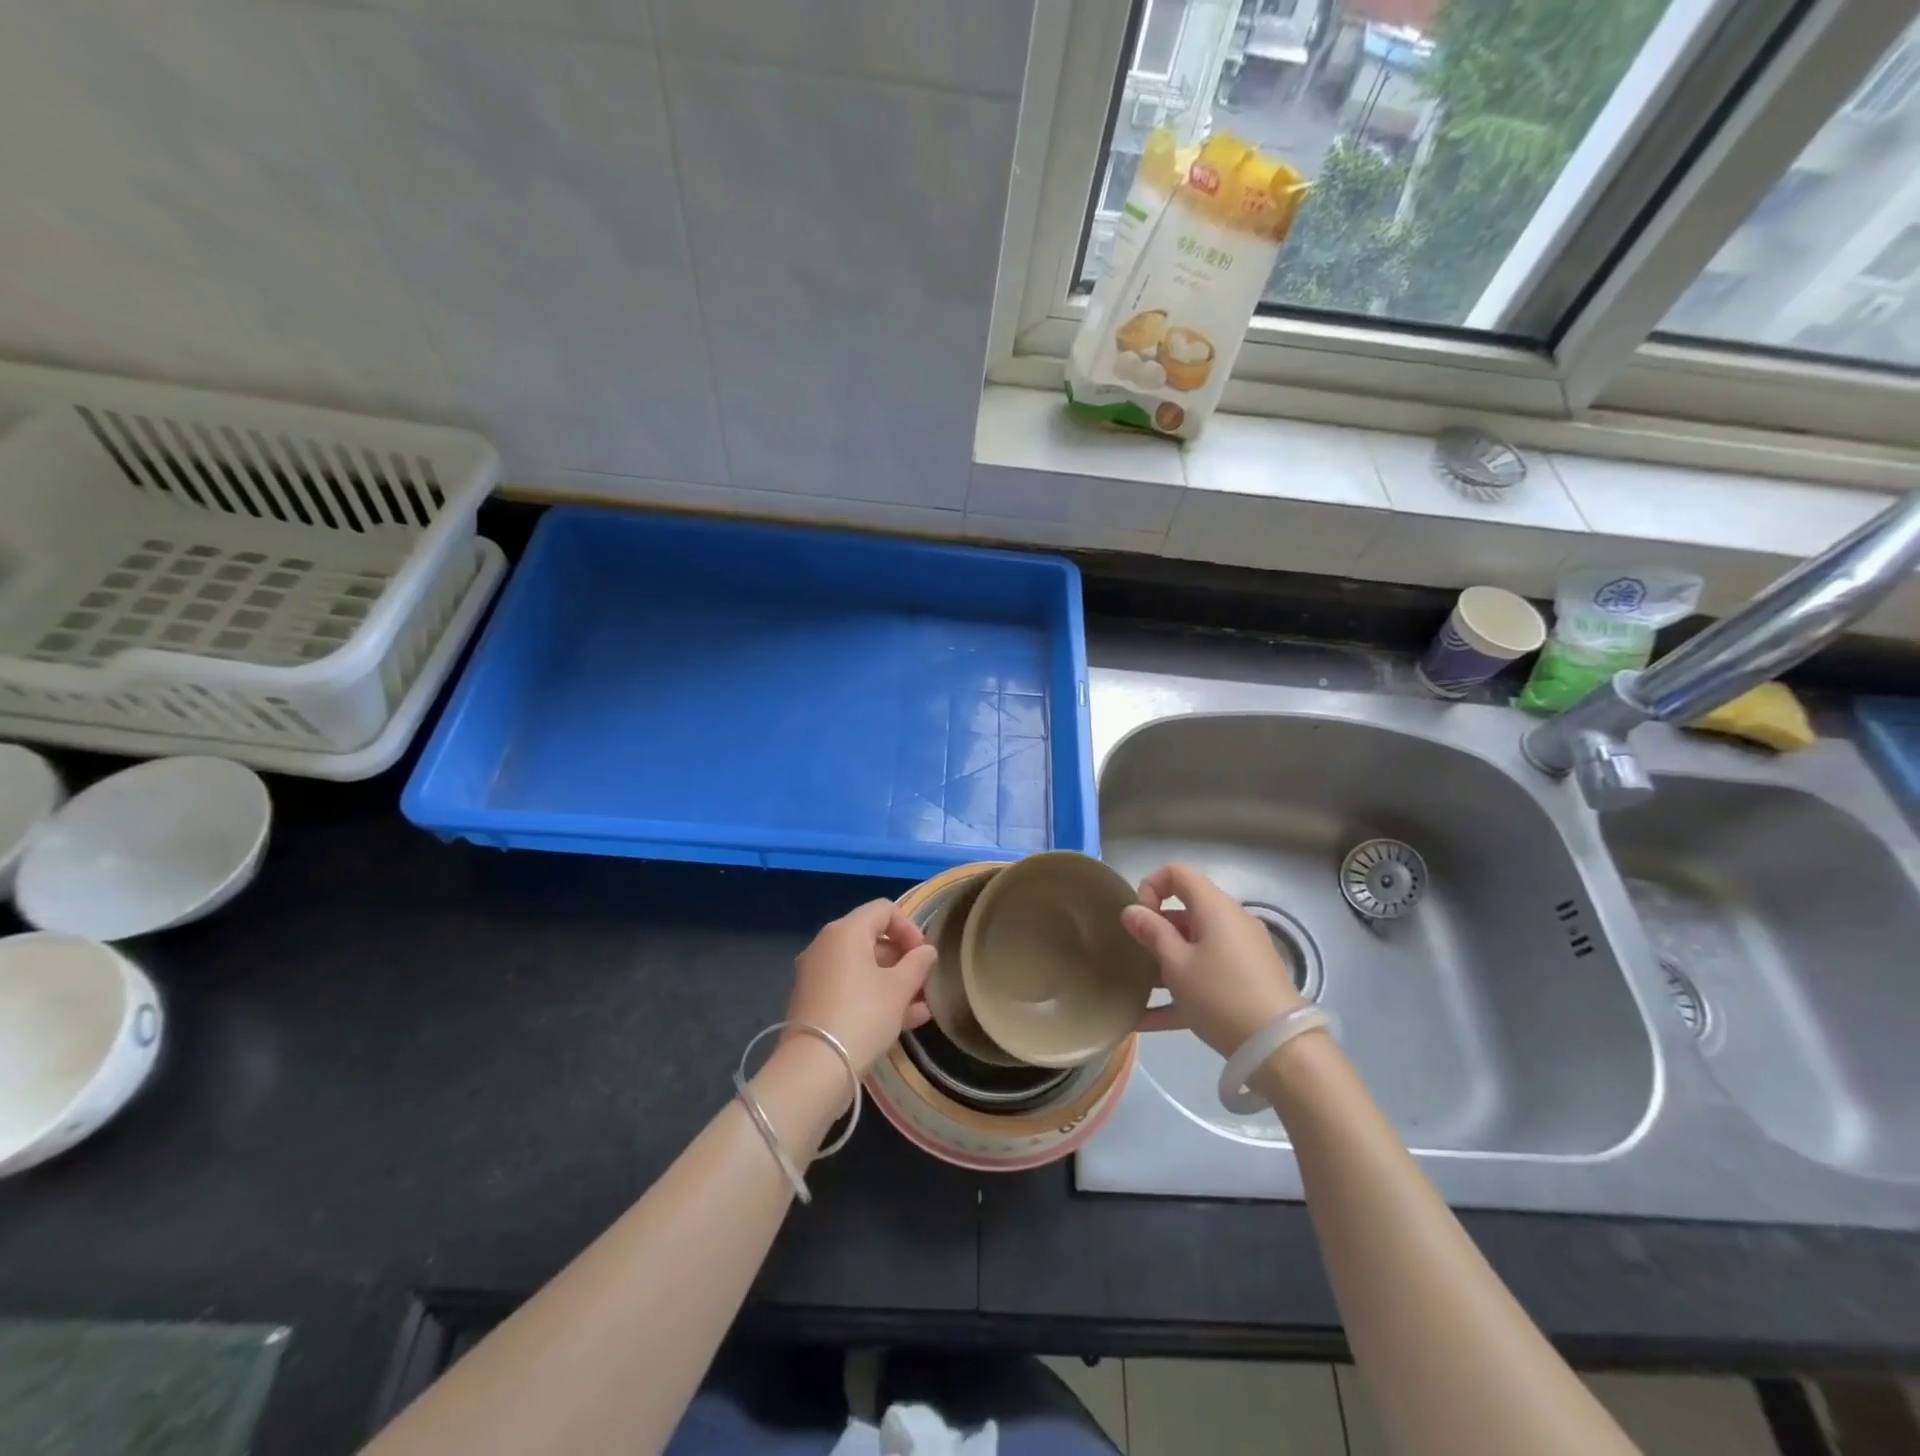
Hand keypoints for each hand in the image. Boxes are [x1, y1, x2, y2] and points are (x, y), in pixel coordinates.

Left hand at [786, 900, 936, 1073]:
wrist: (813, 1069)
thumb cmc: (863, 1017)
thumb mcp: (899, 990)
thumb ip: (917, 965)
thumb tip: (926, 951)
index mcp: (845, 932)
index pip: (883, 910)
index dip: (909, 927)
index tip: (924, 955)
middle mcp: (825, 946)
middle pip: (871, 939)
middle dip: (902, 958)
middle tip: (923, 981)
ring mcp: (815, 976)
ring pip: (862, 969)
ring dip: (892, 982)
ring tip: (920, 1006)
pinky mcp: (812, 1004)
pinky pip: (849, 990)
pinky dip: (873, 998)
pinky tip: (903, 1021)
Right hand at [1121, 864, 1304, 1058]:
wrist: (1280, 1049)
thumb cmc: (1220, 995)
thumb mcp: (1177, 964)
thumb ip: (1151, 933)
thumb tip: (1131, 911)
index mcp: (1214, 907)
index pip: (1177, 873)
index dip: (1151, 887)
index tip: (1137, 918)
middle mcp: (1230, 922)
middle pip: (1185, 912)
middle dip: (1155, 930)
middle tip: (1134, 956)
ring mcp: (1241, 953)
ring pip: (1194, 946)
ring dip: (1164, 962)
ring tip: (1136, 988)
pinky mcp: (1247, 982)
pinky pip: (1207, 975)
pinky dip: (1181, 989)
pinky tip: (1147, 1020)